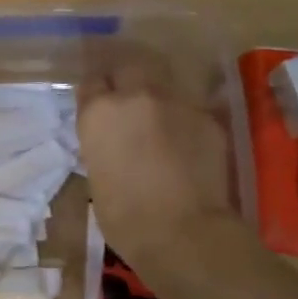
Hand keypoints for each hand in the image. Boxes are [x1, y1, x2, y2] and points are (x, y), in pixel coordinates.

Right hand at [79, 60, 238, 274]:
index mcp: (99, 112)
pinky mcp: (207, 117)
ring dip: (156, 95)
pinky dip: (182, 119)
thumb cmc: (124, 217)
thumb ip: (103, 144)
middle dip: (124, 78)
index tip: (96, 104)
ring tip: (158, 116)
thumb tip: (113, 139)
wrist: (183, 232)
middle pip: (127, 66)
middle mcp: (136, 96)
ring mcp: (176, 102)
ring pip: (162, 83)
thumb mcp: (97, 175)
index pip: (90, 82)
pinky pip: (189, 108)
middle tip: (126, 98)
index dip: (94, 93)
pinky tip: (185, 140)